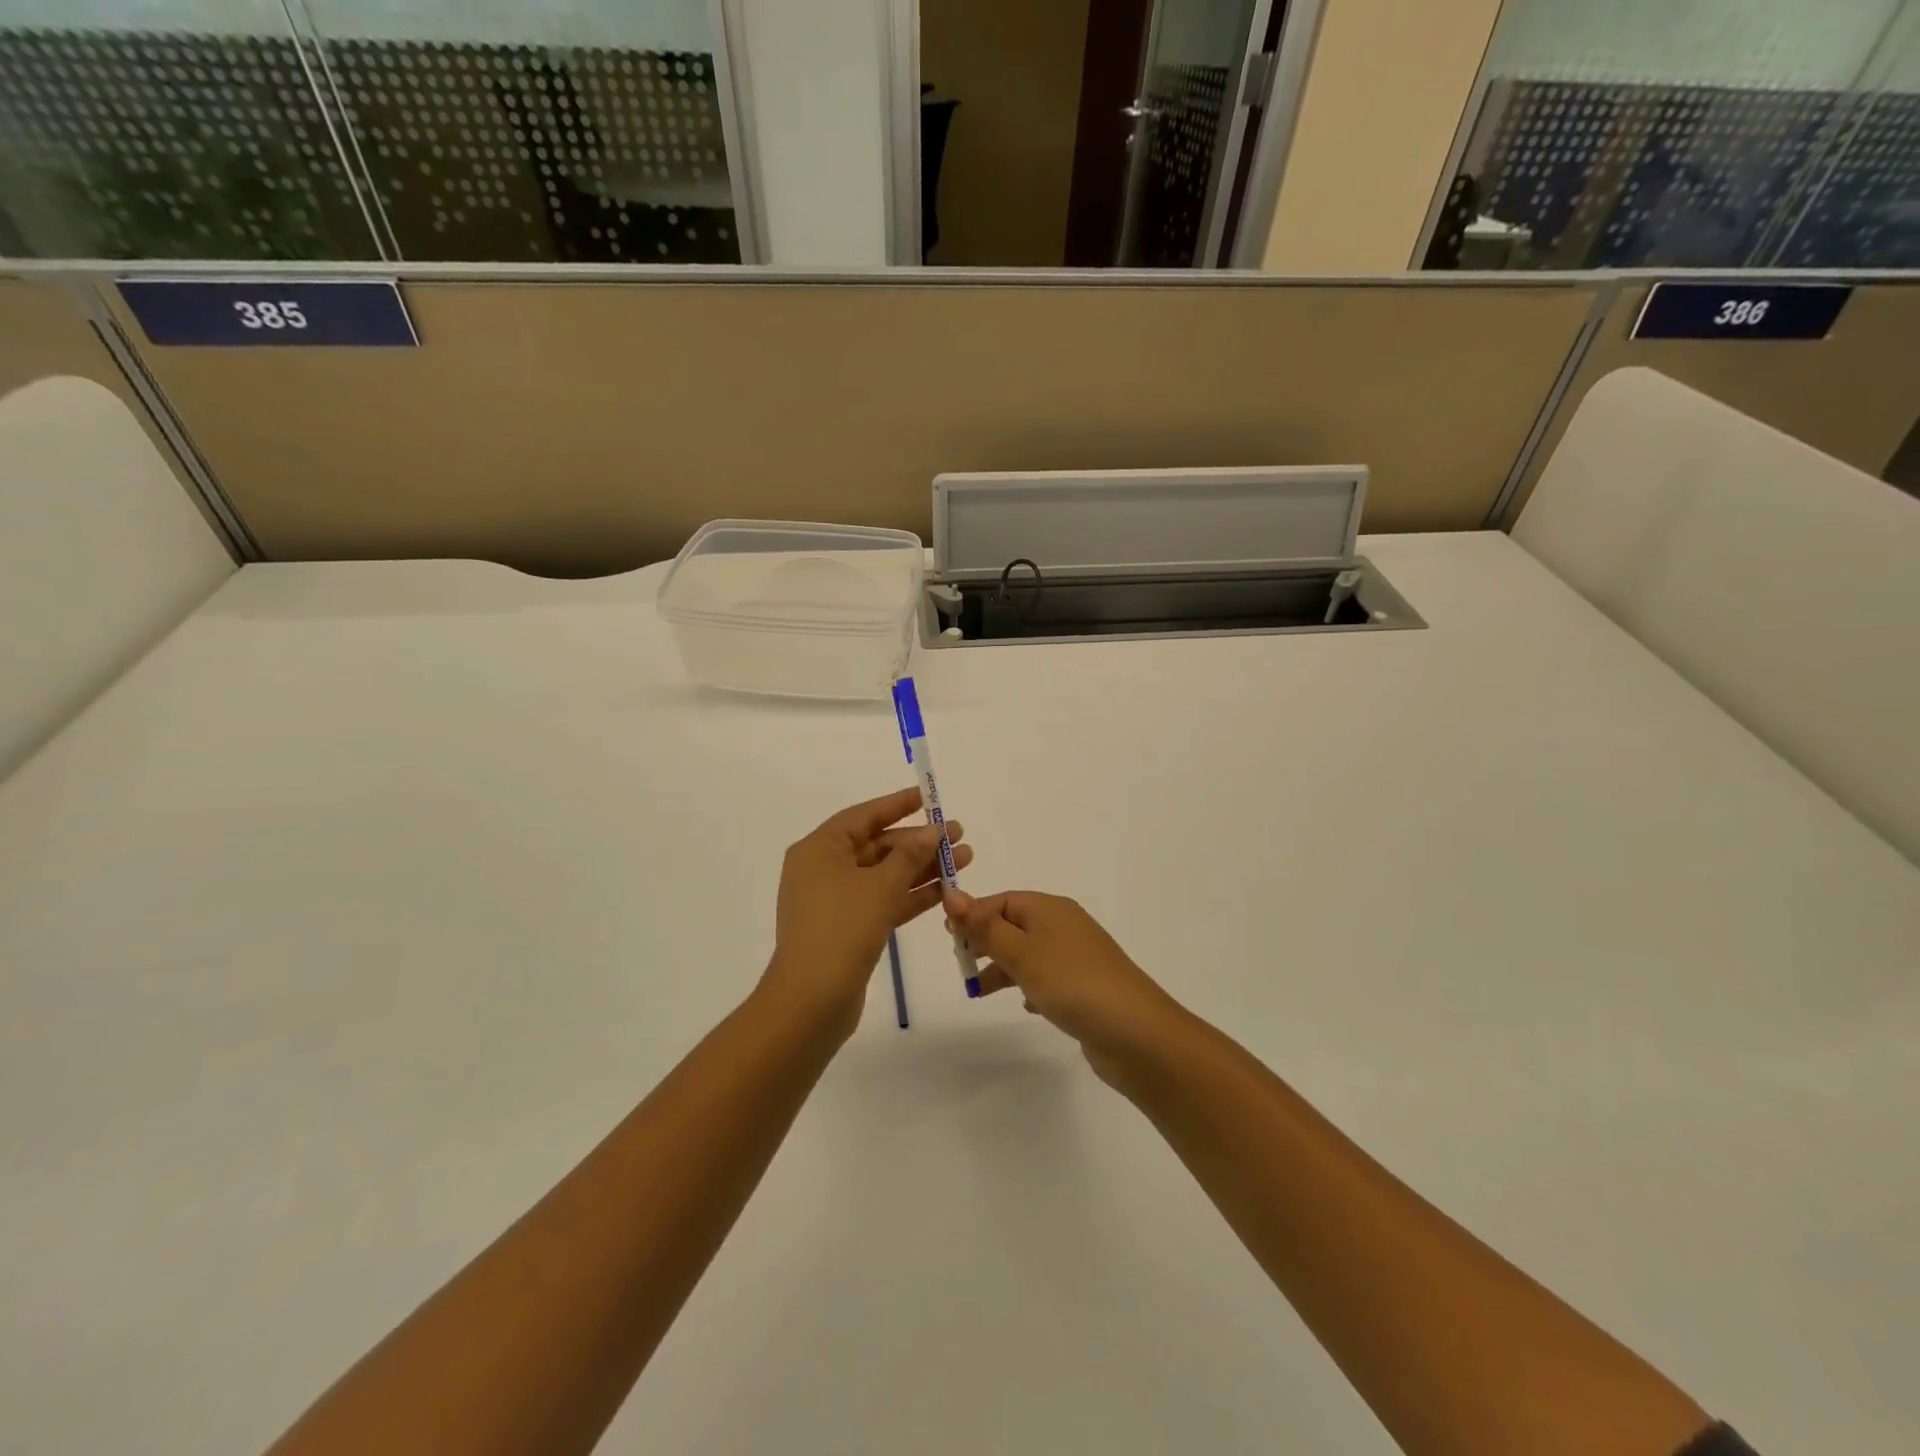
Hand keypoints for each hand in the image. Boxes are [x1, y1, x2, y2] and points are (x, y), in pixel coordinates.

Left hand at [763, 788, 972, 1032]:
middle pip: (877, 846)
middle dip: (918, 842)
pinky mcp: (848, 928)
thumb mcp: (880, 886)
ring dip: (922, 868)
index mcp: (819, 849)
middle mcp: (823, 870)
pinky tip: (945, 890)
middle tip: (958, 835)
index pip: (864, 816)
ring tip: (964, 859)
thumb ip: (909, 855)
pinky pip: (883, 901)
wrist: (811, 1000)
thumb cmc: (841, 929)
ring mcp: (835, 901)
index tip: (929, 798)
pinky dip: (911, 895)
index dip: (898, 805)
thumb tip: (931, 831)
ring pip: (884, 875)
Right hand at [943, 890, 1181, 1085]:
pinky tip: (1025, 1005)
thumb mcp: (1021, 952)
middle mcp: (1064, 926)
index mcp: (1050, 909)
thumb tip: (952, 894)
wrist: (1136, 1033)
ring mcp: (1077, 958)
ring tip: (978, 991)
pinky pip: (1048, 978)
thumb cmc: (1072, 983)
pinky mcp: (1085, 988)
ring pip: (1029, 954)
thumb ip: (985, 927)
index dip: (973, 915)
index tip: (949, 940)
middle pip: (1014, 925)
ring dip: (1003, 968)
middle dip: (985, 942)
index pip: (1002, 901)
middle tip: (961, 965)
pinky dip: (1030, 986)